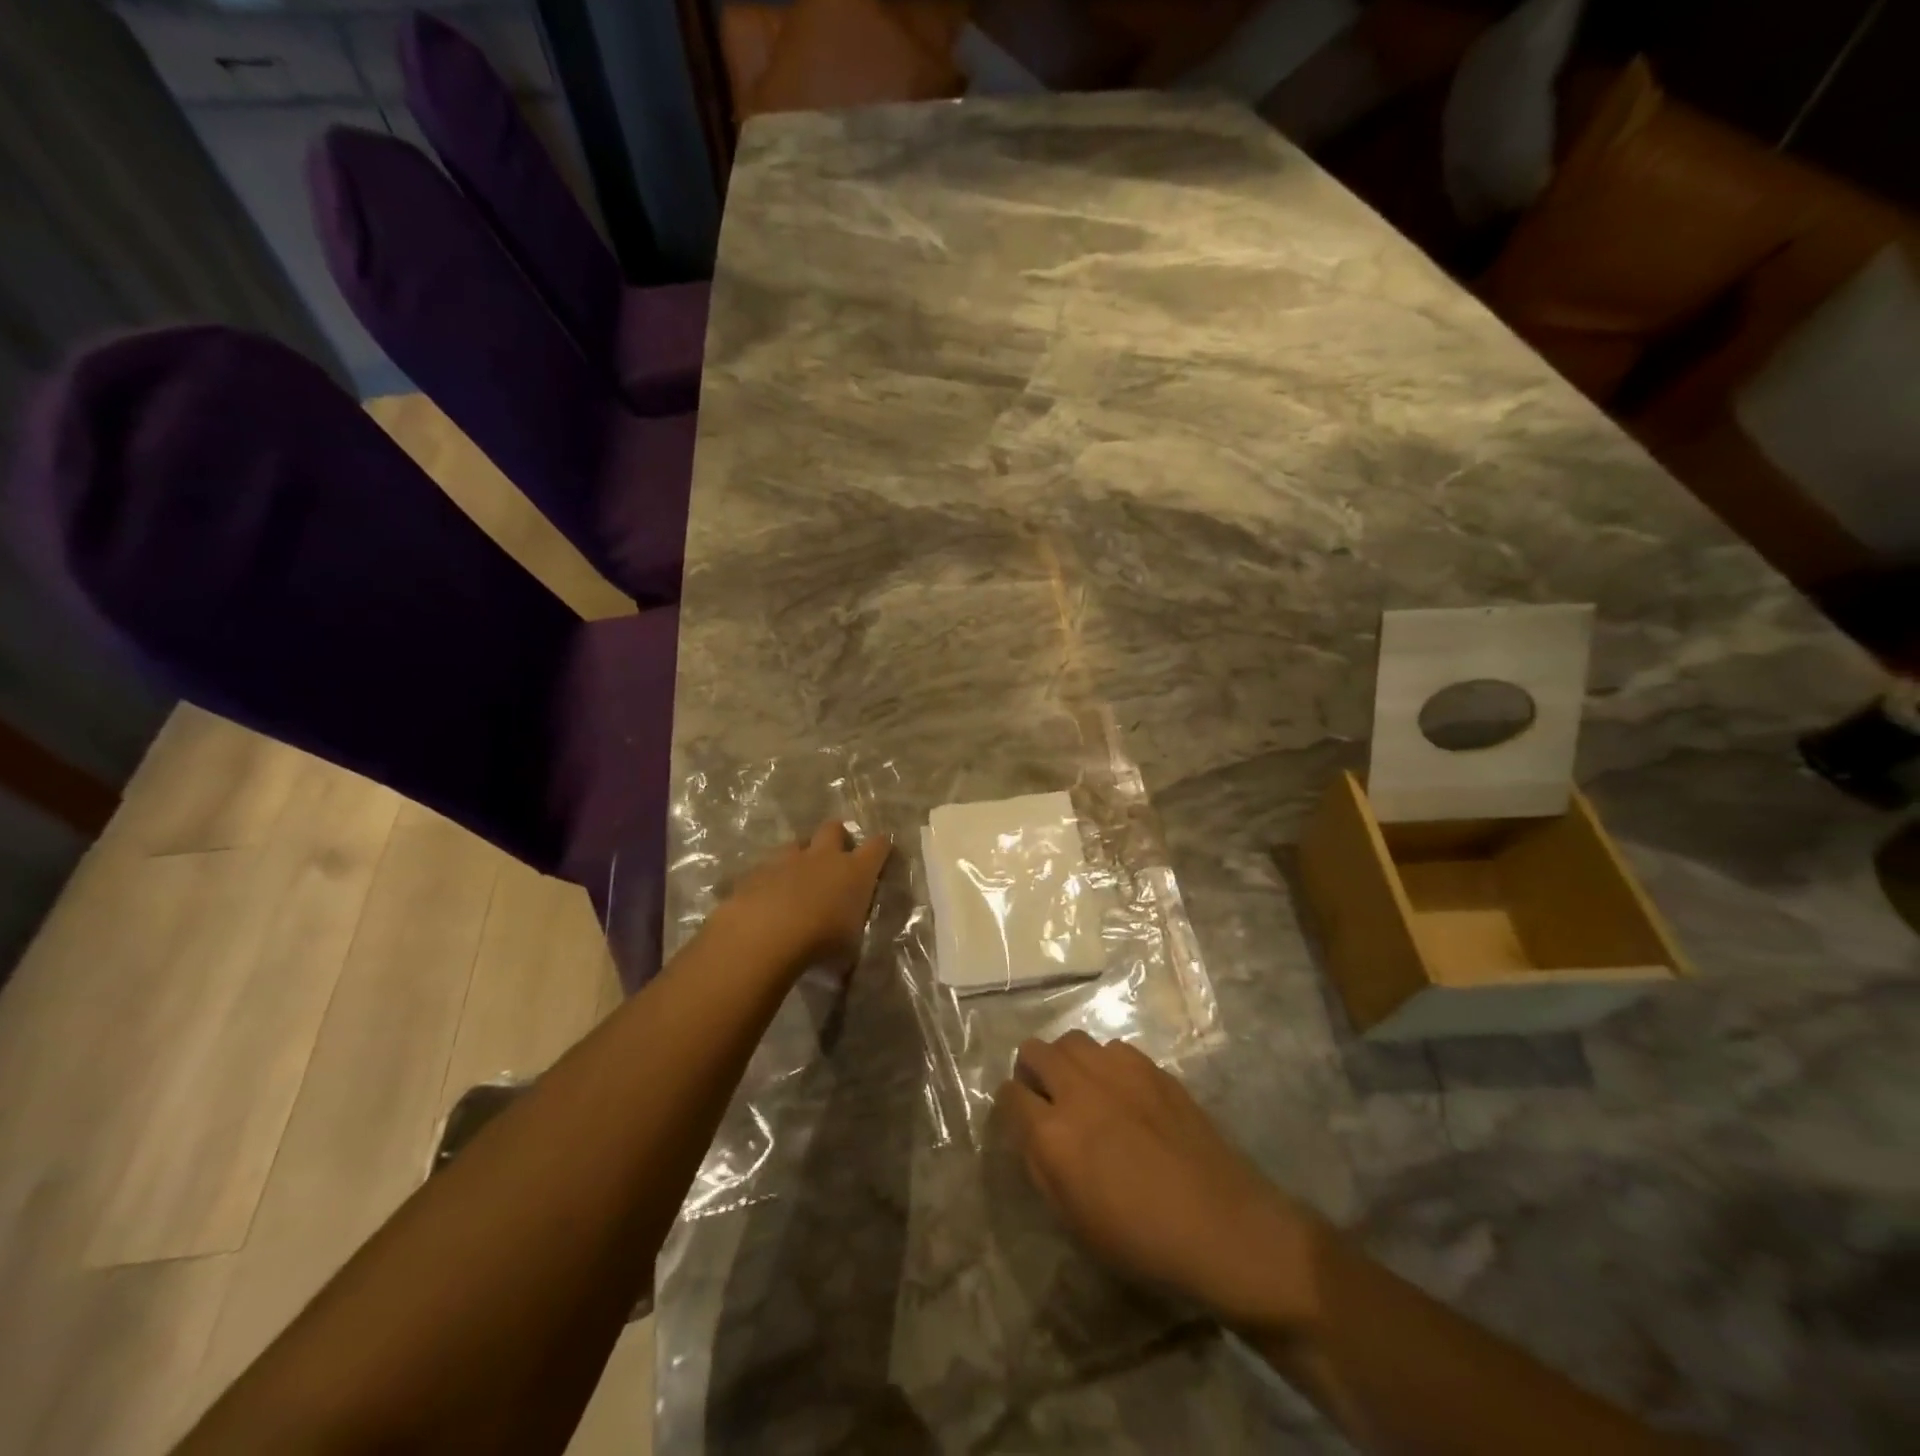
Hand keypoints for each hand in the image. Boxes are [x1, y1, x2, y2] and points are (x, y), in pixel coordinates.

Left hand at [713, 819, 891, 972]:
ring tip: (797, 879)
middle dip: (836, 837)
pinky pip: (767, 868)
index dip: (881, 846)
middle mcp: (823, 857)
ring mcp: (787, 860)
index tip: (882, 851)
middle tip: (835, 856)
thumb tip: (848, 947)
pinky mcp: (756, 872)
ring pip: (797, 845)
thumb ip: (850, 936)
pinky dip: (770, 879)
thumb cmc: (821, 943)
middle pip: (833, 829)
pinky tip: (766, 899)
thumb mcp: (849, 948)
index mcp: (855, 872)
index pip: (877, 846)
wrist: (765, 936)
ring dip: (800, 857)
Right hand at [997, 1031, 1320, 1333]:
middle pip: (1035, 1050)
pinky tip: (1122, 1093)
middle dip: (1032, 1070)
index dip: (1010, 1105)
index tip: (1020, 1117)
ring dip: (1068, 1061)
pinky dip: (1106, 1064)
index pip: (1009, 1095)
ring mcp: (1118, 1071)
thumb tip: (1030, 1132)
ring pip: (1073, 1040)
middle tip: (1047, 1096)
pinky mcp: (1152, 1067)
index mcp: (1054, 1134)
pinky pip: (1112, 1048)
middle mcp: (1079, 1089)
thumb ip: (1042, 1166)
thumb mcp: (1074, 1219)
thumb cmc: (1142, 1239)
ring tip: (1084, 1088)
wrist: (1221, 1225)